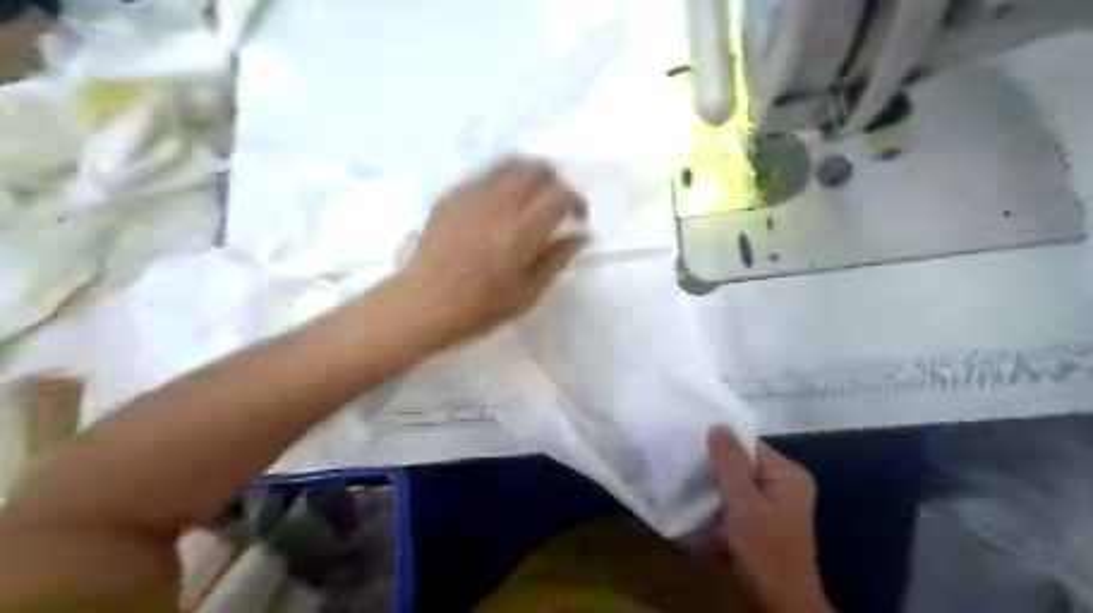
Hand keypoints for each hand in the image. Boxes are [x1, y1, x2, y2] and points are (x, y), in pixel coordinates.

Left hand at [399, 156, 589, 340]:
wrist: (423, 304)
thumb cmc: (480, 308)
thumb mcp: (528, 294)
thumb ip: (558, 259)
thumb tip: (581, 235)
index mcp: (518, 236)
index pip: (559, 196)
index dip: (576, 201)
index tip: (577, 218)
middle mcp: (496, 207)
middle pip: (536, 169)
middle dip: (554, 182)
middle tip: (555, 205)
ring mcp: (470, 197)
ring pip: (510, 164)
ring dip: (529, 176)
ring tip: (530, 200)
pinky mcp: (451, 195)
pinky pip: (486, 175)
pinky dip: (503, 182)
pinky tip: (500, 206)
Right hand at [704, 426, 833, 612]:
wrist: (781, 601)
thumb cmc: (764, 549)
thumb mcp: (742, 503)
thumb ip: (729, 463)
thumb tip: (716, 424)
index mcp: (788, 473)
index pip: (749, 445)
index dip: (721, 444)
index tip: (692, 445)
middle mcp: (786, 482)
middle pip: (744, 462)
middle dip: (717, 466)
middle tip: (686, 464)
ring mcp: (776, 501)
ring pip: (739, 481)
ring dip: (717, 484)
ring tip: (689, 479)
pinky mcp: (766, 518)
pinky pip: (740, 498)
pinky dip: (723, 499)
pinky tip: (702, 501)